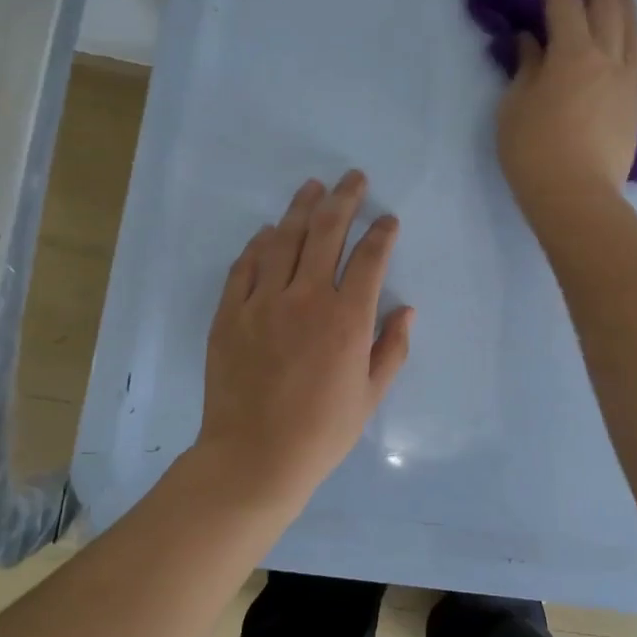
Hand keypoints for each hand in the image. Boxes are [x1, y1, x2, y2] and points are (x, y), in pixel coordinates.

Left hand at [196, 170, 414, 506]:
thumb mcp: (371, 395)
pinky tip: (268, 231)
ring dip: (302, 208)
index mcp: (347, 319)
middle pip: (327, 233)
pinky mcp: (230, 313)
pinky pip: (245, 266)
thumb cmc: (322, 431)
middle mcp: (306, 298)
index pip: (369, 259)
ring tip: (313, 187)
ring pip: (284, 239)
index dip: (382, 234)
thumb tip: (406, 309)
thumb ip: (392, 348)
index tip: (388, 220)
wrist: (254, 457)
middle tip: (354, 179)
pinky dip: (259, 244)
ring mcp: (263, 302)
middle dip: (345, 200)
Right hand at [497, 0, 636, 223]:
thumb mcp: (515, 107)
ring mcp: (628, 79)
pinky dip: (631, 29)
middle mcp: (608, 58)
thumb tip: (532, 42)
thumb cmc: (535, 153)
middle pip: (606, 3)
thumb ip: (527, 67)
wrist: (578, 199)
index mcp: (573, 54)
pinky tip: (626, 28)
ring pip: (632, 25)